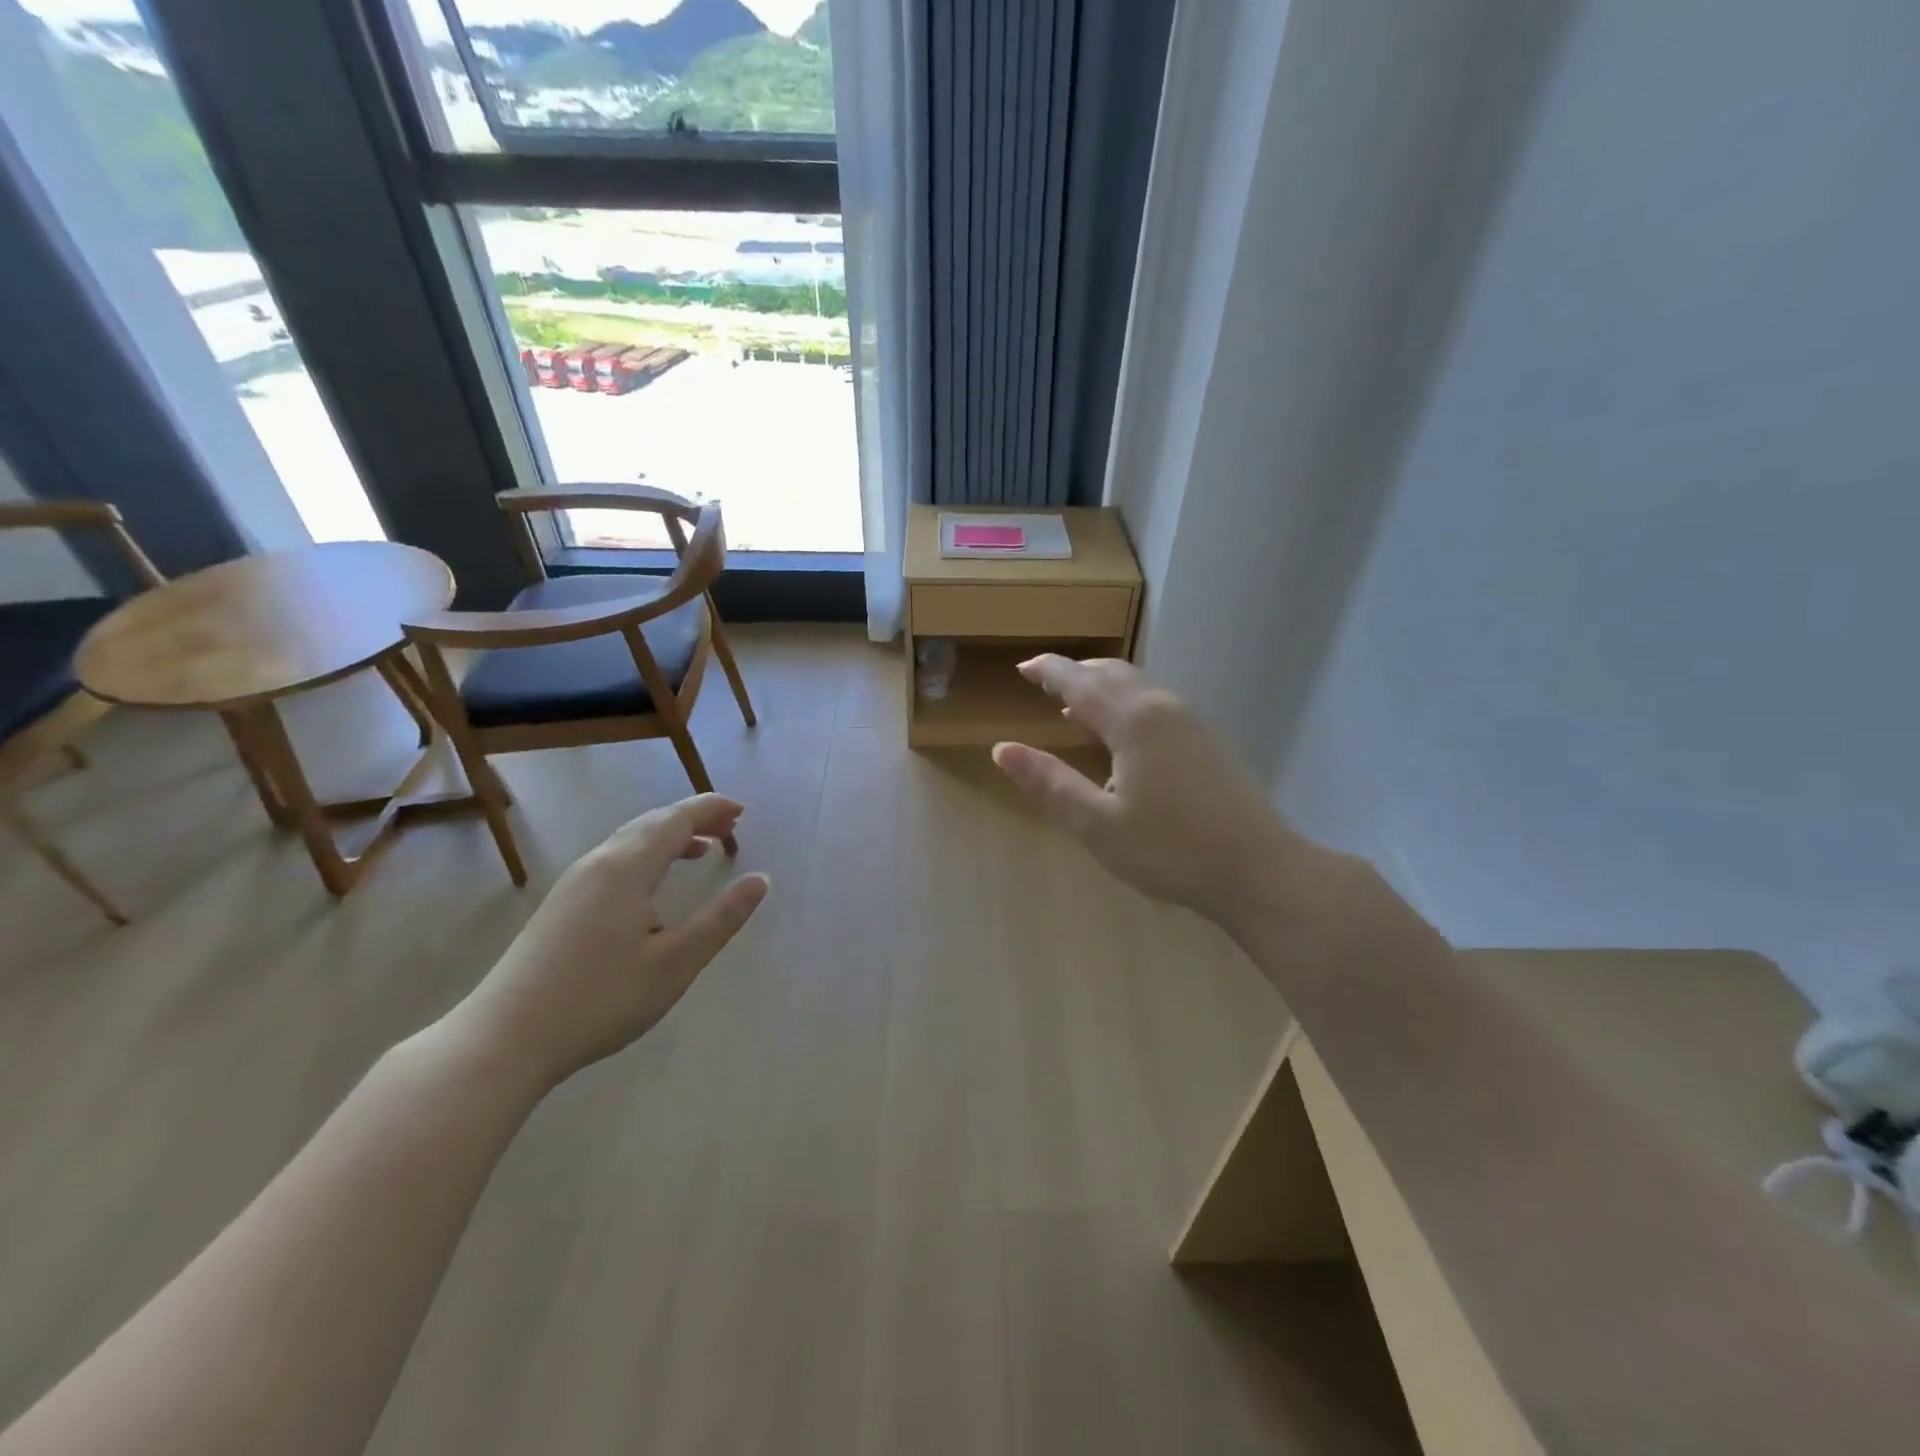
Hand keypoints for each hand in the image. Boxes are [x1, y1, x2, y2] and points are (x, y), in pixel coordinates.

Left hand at [447, 794, 768, 1089]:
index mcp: (627, 868)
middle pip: (652, 823)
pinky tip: (653, 886)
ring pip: (630, 842)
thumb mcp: (675, 963)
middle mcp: (598, 864)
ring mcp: (574, 884)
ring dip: (669, 837)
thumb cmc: (599, 999)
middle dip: (694, 819)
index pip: (676, 819)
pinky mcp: (560, 906)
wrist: (502, 1040)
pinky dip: (647, 856)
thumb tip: (761, 880)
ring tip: (701, 849)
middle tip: (730, 828)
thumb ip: (721, 919)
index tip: (743, 810)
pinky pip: (615, 860)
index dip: (711, 809)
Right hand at [992, 657, 1310, 928]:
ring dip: (1102, 688)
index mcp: (1133, 721)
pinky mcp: (1208, 740)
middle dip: (1076, 672)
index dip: (1048, 671)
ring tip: (1074, 706)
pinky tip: (1121, 737)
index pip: (1080, 682)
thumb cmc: (1170, 849)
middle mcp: (1163, 707)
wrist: (1259, 869)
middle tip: (1044, 682)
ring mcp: (1192, 722)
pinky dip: (1126, 704)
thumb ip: (1049, 783)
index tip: (1023, 667)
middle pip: (1112, 673)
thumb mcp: (1097, 824)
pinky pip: (1156, 704)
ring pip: (1138, 687)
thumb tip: (1003, 750)